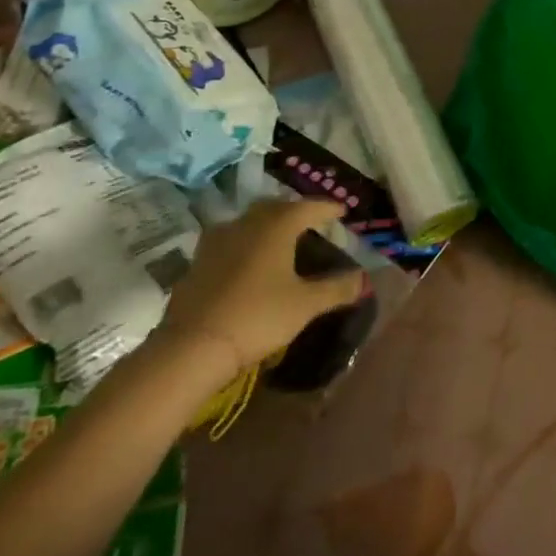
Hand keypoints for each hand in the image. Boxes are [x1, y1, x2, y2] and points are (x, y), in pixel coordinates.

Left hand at [151, 199, 367, 390]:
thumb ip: (337, 289)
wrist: (191, 348)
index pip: (310, 206)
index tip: (343, 211)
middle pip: (276, 207)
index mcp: (277, 226)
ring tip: (281, 239)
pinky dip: (245, 244)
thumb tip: (364, 279)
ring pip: (249, 222)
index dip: (329, 208)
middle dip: (297, 211)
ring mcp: (217, 242)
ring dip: (267, 224)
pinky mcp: (197, 263)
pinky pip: (229, 242)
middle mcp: (246, 224)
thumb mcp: (305, 305)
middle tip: (313, 223)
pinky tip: (249, 262)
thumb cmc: (257, 317)